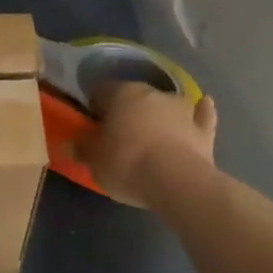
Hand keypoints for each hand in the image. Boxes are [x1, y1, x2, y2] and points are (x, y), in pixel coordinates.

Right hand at [79, 82, 216, 203]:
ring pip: (166, 103)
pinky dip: (201, 111)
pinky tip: (203, 104)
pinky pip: (202, 115)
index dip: (95, 105)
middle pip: (134, 95)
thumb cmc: (127, 164)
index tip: (92, 122)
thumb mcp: (94, 161)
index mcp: (121, 94)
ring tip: (152, 128)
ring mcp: (181, 109)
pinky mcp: (203, 130)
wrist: (178, 182)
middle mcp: (152, 93)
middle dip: (126, 109)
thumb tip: (69, 143)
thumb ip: (82, 149)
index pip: (102, 90)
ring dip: (159, 111)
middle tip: (118, 131)